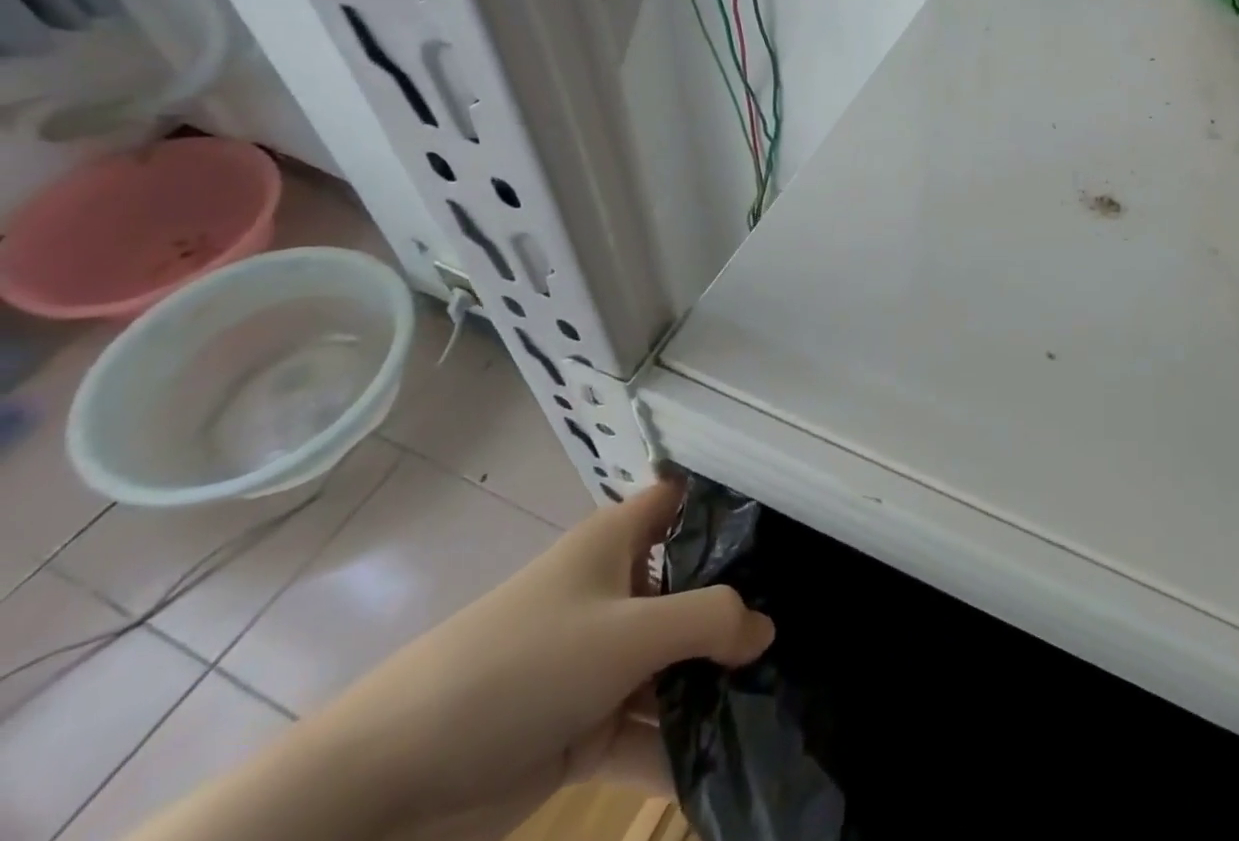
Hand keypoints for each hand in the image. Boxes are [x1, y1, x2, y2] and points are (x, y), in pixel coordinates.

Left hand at [314, 480, 771, 828]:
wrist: (389, 784)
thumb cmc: (522, 667)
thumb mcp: (627, 634)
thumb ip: (708, 622)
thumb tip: (766, 627)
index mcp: (618, 543)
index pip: (682, 503)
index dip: (726, 507)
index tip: (783, 529)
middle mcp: (615, 592)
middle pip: (689, 588)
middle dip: (737, 610)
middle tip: (801, 628)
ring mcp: (600, 662)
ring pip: (674, 663)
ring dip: (715, 686)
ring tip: (783, 701)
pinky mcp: (585, 727)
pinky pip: (648, 728)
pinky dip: (682, 745)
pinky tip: (733, 763)